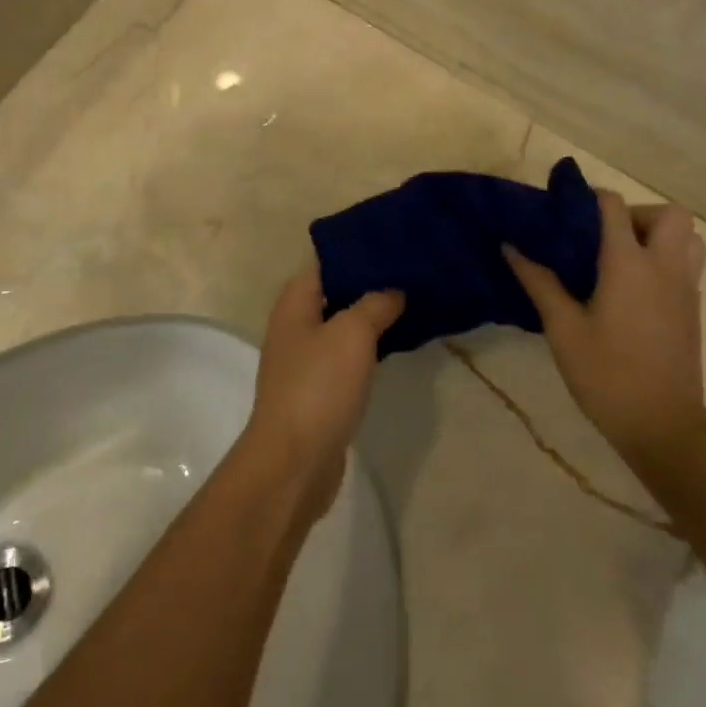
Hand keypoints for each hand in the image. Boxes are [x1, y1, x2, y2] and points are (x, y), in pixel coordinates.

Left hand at [242, 264, 403, 523]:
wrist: (294, 462)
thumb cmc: (319, 386)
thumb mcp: (352, 334)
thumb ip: (374, 304)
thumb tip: (393, 290)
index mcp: (295, 303)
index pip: (326, 262)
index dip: (357, 252)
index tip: (393, 244)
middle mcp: (295, 326)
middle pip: (335, 293)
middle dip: (369, 284)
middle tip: (411, 274)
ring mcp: (305, 361)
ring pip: (342, 327)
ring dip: (371, 318)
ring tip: (411, 304)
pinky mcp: (318, 391)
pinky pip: (346, 358)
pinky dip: (368, 348)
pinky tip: (395, 346)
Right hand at [505, 192, 705, 473]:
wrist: (662, 427)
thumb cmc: (607, 374)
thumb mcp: (563, 328)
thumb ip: (539, 282)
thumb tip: (510, 246)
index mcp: (629, 264)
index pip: (614, 207)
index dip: (590, 199)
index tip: (564, 210)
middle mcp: (664, 267)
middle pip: (668, 214)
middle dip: (638, 214)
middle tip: (606, 238)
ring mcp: (685, 288)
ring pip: (689, 238)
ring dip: (660, 236)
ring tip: (626, 258)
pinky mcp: (694, 310)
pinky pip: (688, 265)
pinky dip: (667, 260)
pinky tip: (636, 289)